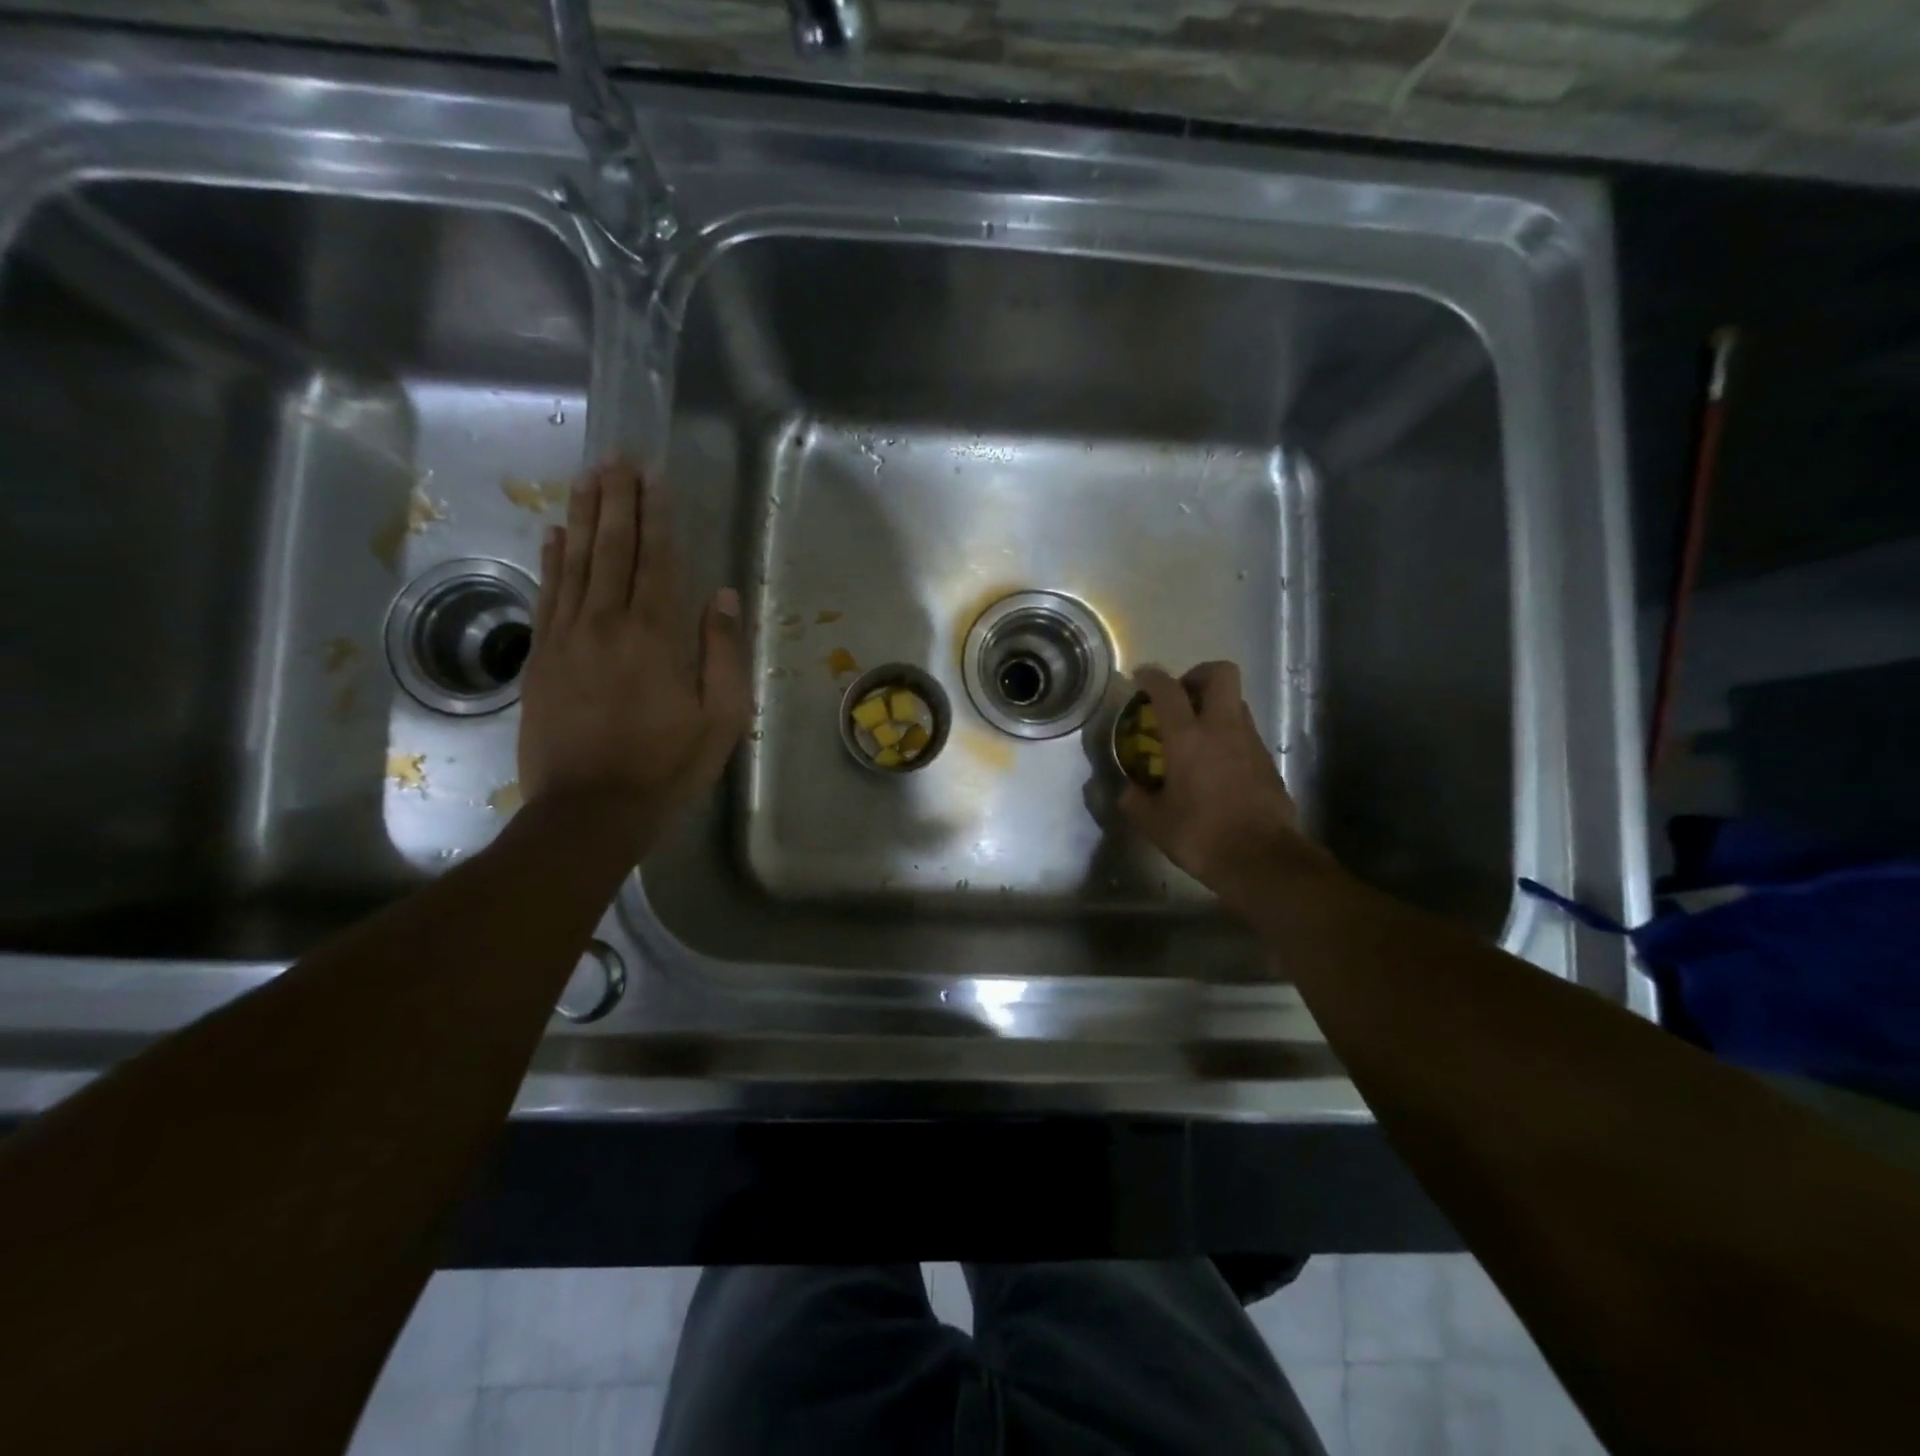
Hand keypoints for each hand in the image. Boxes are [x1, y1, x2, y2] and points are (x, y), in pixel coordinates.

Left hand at [517, 459, 747, 841]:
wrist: (590, 809)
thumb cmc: (667, 765)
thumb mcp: (720, 717)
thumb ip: (722, 652)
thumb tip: (721, 596)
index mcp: (653, 635)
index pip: (654, 560)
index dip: (655, 515)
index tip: (652, 476)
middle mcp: (605, 623)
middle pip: (610, 549)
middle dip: (616, 501)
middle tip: (617, 459)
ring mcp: (565, 638)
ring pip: (574, 563)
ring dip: (582, 518)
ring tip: (587, 479)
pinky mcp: (540, 658)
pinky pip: (547, 596)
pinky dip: (552, 561)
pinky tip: (554, 536)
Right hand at [1119, 662, 1330, 905]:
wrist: (1261, 859)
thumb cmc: (1201, 836)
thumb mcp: (1155, 823)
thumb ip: (1136, 801)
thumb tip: (1129, 791)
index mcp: (1188, 738)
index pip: (1168, 690)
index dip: (1152, 677)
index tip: (1141, 677)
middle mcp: (1222, 728)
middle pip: (1220, 674)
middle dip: (1198, 675)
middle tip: (1181, 696)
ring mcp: (1250, 742)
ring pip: (1236, 702)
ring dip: (1215, 706)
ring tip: (1196, 732)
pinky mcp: (1268, 761)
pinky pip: (1246, 732)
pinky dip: (1229, 735)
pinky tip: (1216, 763)